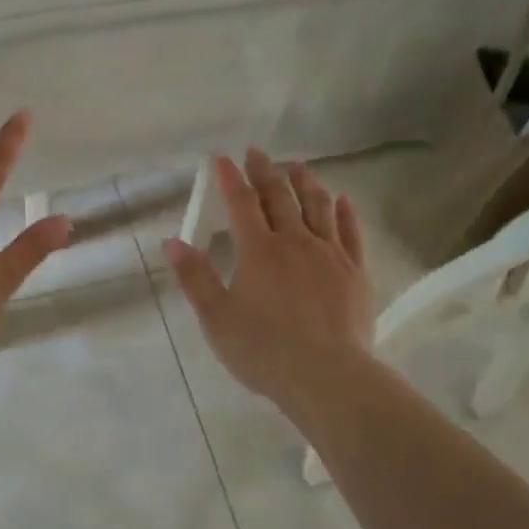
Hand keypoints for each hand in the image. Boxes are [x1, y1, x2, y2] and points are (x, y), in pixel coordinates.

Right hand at [164, 149, 375, 412]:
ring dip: (306, 182)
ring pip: (319, 206)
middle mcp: (295, 242)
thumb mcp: (216, 317)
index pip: (241, 203)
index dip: (231, 178)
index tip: (223, 158)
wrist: (326, 375)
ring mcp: (330, 254)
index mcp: (258, 250)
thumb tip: (173, 241)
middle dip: (266, 171)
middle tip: (258, 152)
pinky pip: (352, 232)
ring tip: (299, 167)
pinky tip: (343, 200)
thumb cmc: (263, 350)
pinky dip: (345, 212)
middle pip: (280, 197)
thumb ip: (195, 277)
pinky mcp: (356, 272)